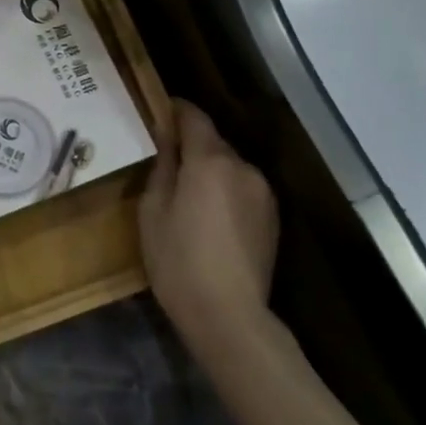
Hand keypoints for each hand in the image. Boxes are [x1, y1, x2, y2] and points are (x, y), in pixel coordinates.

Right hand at [138, 100, 281, 357]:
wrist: (228, 315)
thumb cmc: (178, 260)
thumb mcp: (153, 210)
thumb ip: (163, 167)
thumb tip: (167, 139)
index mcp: (210, 161)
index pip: (194, 117)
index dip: (176, 109)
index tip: (159, 109)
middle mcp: (243, 168)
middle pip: (214, 142)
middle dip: (191, 144)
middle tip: (165, 159)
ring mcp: (263, 193)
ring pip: (230, 167)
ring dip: (210, 170)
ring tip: (186, 193)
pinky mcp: (272, 218)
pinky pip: (243, 189)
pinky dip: (225, 191)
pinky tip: (209, 217)